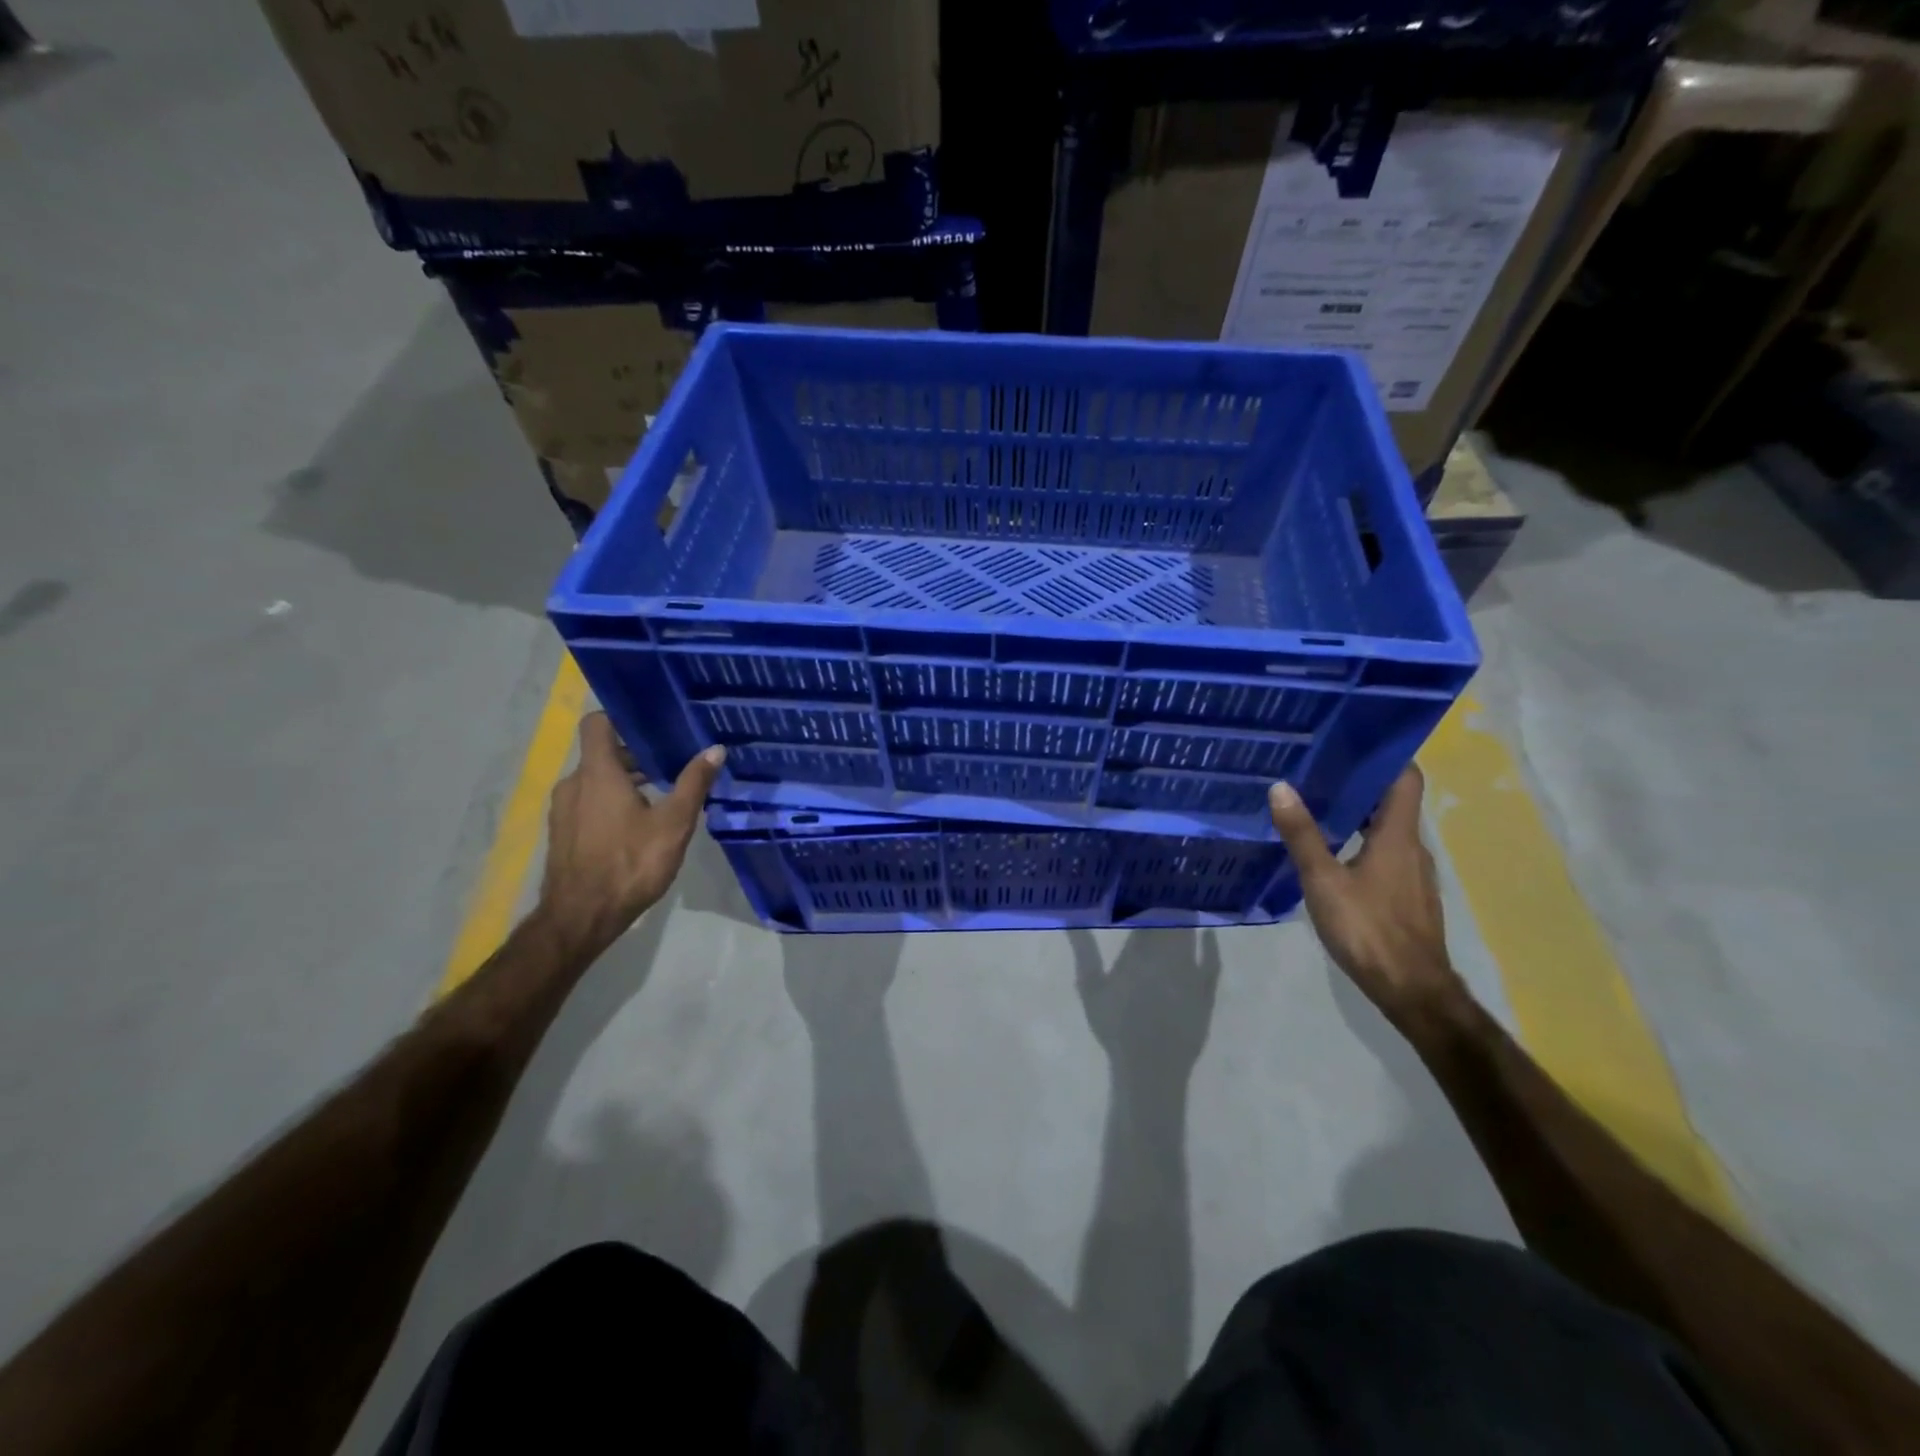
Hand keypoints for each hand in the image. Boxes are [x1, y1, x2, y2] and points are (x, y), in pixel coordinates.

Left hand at [539, 712, 724, 951]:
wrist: (580, 918)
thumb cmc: (630, 864)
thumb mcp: (674, 823)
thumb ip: (693, 783)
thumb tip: (715, 749)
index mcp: (597, 773)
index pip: (598, 722)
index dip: (623, 717)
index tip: (654, 723)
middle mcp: (574, 784)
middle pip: (603, 753)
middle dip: (637, 755)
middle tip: (673, 762)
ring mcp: (564, 810)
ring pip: (596, 780)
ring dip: (626, 781)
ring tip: (662, 794)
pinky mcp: (563, 833)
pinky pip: (589, 802)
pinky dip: (612, 802)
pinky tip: (639, 824)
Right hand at [1267, 768, 1466, 1032]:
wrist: (1412, 989)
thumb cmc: (1369, 929)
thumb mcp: (1323, 881)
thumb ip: (1302, 834)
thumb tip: (1280, 787)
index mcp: (1397, 835)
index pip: (1405, 778)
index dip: (1385, 756)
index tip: (1352, 741)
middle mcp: (1412, 847)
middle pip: (1393, 802)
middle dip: (1359, 784)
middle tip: (1317, 771)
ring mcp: (1413, 873)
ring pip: (1388, 830)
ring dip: (1358, 815)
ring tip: (1317, 807)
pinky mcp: (1408, 895)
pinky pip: (1386, 854)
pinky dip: (1362, 843)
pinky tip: (1333, 855)